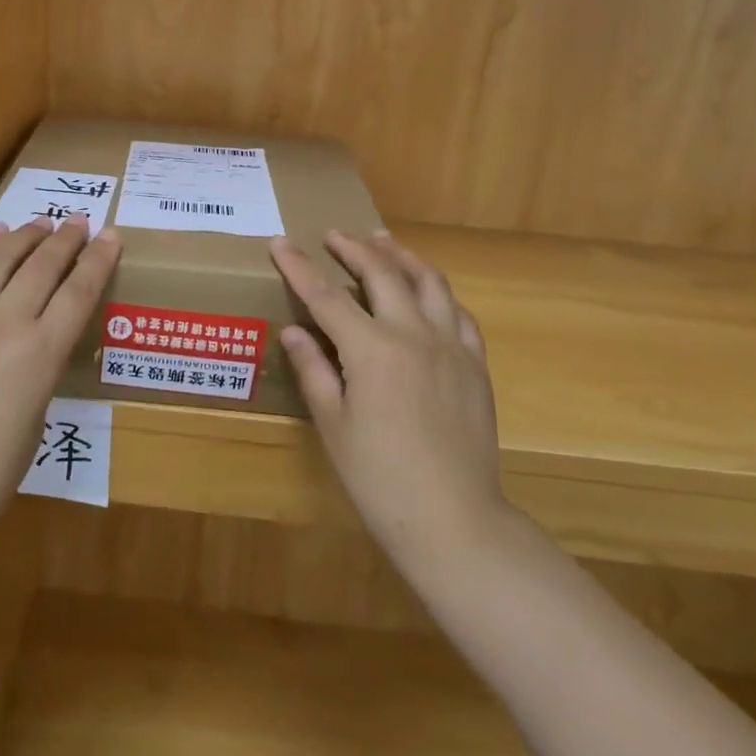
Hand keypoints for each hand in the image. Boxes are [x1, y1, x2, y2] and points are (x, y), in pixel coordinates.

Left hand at [0, 215, 120, 561]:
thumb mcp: (33, 423)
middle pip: (41, 266)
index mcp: (40, 355)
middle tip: (78, 221)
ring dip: (23, 235)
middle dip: (65, 239)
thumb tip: (32, 348)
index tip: (112, 236)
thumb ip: (37, 374)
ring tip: (39, 223)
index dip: (99, 260)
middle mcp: (3, 324)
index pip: (78, 292)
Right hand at [271, 230, 513, 587]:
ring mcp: (451, 346)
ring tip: (384, 242)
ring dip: (401, 256)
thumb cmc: (380, 478)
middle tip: (334, 235)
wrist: (454, 520)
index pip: (326, 296)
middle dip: (354, 248)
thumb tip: (293, 331)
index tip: (279, 241)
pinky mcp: (475, 364)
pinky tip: (429, 293)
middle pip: (382, 273)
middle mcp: (414, 335)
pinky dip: (438, 292)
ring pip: (429, 282)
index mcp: (372, 350)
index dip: (299, 266)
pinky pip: (459, 313)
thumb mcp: (333, 425)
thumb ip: (314, 370)